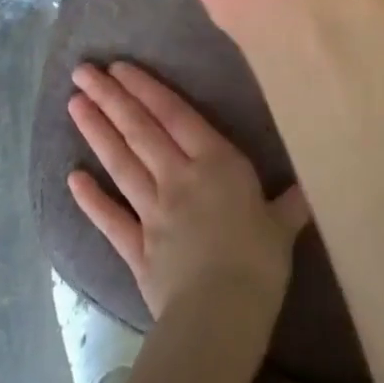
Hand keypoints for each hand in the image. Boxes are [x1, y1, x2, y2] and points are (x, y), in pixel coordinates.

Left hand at [67, 60, 309, 320]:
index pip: (175, 115)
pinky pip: (111, 219)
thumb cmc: (258, 261)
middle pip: (140, 131)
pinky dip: (91, 199)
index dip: (146, 88)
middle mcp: (178, 177)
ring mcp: (152, 212)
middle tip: (83, 73)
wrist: (220, 316)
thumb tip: (311, 187)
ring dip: (97, 133)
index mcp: (215, 162)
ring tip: (74, 105)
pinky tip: (72, 178)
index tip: (119, 67)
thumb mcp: (282, 225)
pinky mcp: (136, 249)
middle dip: (111, 98)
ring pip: (121, 164)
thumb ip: (289, 203)